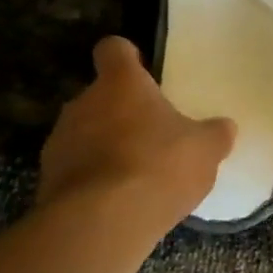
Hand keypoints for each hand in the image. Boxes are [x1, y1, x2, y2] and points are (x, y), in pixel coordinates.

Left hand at [38, 37, 235, 225]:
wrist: (102, 223)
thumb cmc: (158, 166)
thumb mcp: (205, 149)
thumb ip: (215, 134)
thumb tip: (224, 127)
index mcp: (121, 83)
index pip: (114, 49)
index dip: (127, 56)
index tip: (141, 69)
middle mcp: (83, 102)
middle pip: (100, 97)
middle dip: (121, 113)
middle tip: (150, 136)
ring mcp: (59, 142)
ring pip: (85, 134)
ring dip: (104, 148)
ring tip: (134, 177)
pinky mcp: (48, 181)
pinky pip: (75, 171)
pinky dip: (92, 181)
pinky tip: (116, 204)